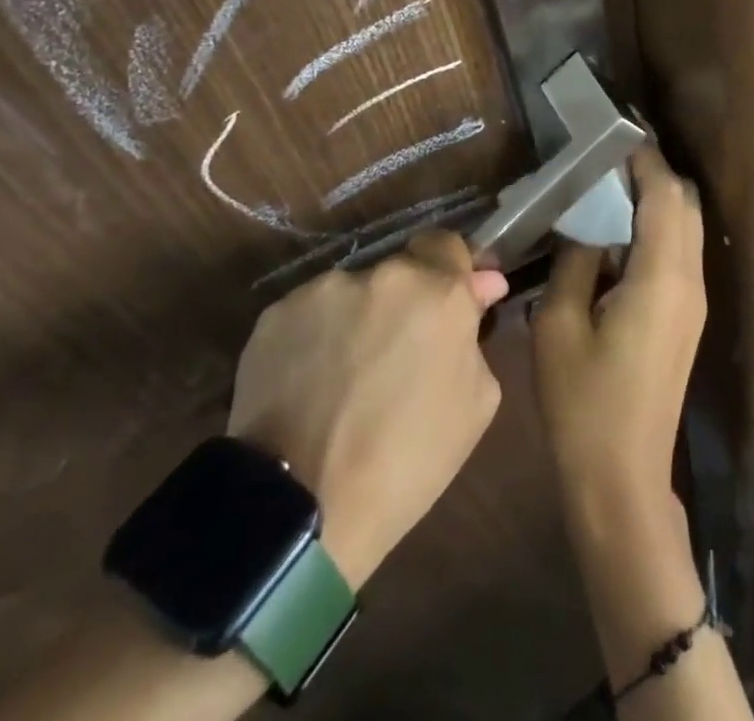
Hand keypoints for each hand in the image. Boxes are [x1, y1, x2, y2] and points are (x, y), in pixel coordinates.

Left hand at [226, 232, 507, 588]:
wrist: (302, 510)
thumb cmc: (409, 459)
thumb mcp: (477, 401)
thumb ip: (476, 332)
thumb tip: (478, 289)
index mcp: (439, 291)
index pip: (449, 244)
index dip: (453, 270)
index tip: (455, 299)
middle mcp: (384, 276)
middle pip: (402, 270)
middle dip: (407, 301)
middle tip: (400, 351)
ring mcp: (325, 291)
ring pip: (354, 292)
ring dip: (361, 317)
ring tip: (348, 375)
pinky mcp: (276, 315)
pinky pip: (311, 314)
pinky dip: (318, 336)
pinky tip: (312, 381)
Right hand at [534, 145, 705, 526]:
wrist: (622, 479)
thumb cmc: (583, 404)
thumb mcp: (559, 324)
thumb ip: (575, 260)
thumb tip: (586, 223)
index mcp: (662, 275)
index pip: (664, 193)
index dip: (644, 157)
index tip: (615, 131)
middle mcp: (690, 280)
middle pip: (685, 204)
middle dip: (653, 173)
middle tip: (607, 158)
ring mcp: (694, 301)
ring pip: (686, 228)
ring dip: (656, 201)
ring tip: (608, 187)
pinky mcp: (687, 318)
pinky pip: (679, 254)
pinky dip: (656, 230)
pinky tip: (617, 235)